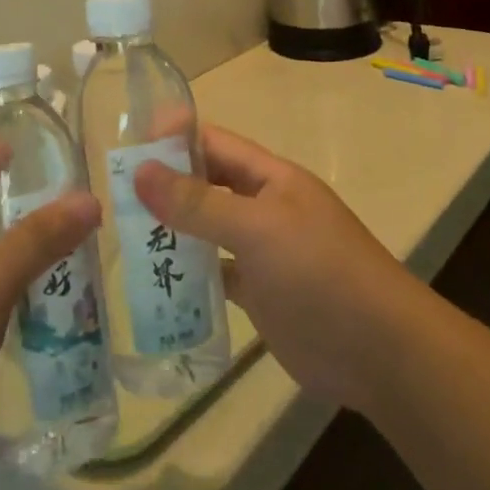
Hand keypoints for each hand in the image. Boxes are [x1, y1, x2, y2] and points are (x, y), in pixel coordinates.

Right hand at [133, 124, 416, 412]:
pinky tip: (153, 281)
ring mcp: (262, 251)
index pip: (214, 143)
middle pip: (207, 183)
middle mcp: (264, 206)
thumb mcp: (257, 229)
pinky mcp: (260, 293)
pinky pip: (215, 272)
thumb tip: (140, 171)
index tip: (126, 145)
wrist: (379, 351)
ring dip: (172, 229)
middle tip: (110, 194)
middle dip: (165, 184)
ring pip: (207, 228)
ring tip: (119, 234)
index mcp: (270, 178)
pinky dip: (188, 273)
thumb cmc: (320, 272)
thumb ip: (198, 202)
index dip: (174, 138)